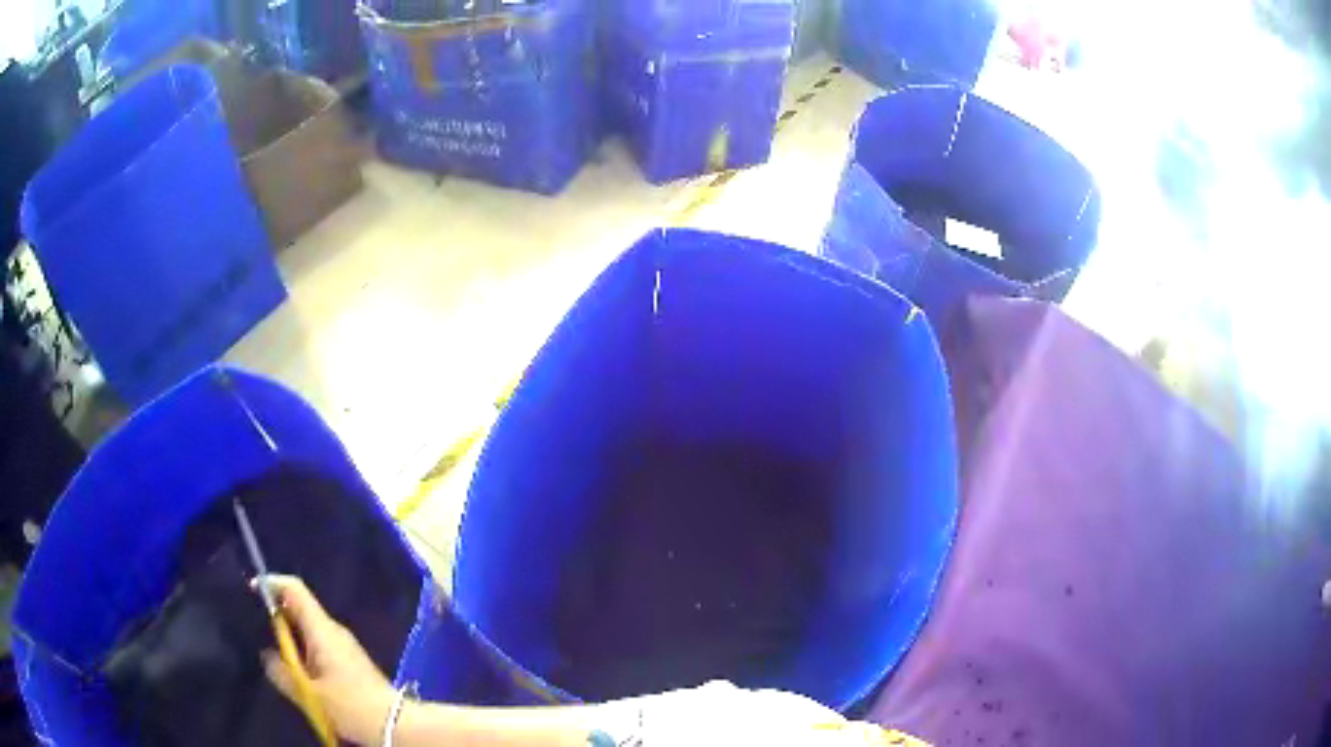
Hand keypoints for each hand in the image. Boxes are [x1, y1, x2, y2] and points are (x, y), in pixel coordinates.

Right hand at [257, 575, 397, 745]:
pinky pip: (318, 644)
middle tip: (257, 631)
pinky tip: (297, 670)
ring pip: (308, 628)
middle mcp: (333, 630)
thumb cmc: (350, 706)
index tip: (253, 591)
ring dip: (290, 636)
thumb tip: (267, 655)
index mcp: (322, 629)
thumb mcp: (309, 693)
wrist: (395, 724)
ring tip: (275, 654)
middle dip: (277, 615)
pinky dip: (303, 650)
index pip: (295, 589)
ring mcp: (343, 644)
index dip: (272, 584)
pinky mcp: (349, 660)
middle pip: (300, 608)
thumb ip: (282, 672)